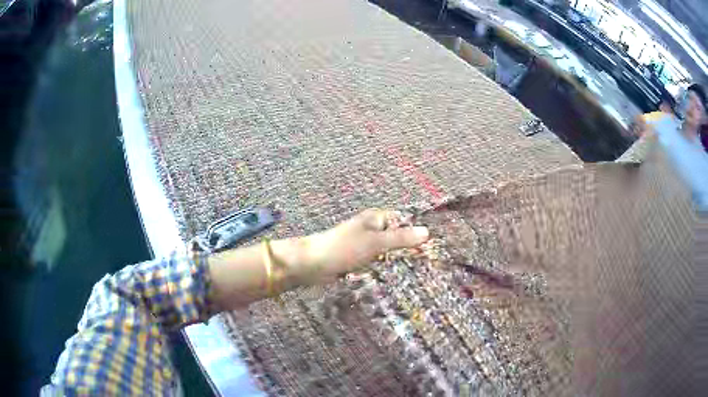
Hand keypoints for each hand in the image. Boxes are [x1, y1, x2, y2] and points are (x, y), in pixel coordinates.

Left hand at [303, 209, 428, 281]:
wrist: (312, 264)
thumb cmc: (343, 248)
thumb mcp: (375, 242)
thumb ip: (401, 238)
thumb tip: (427, 232)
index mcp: (376, 219)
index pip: (404, 221)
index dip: (418, 231)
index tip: (434, 246)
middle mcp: (372, 230)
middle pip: (397, 237)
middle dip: (410, 248)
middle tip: (430, 262)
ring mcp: (365, 246)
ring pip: (388, 252)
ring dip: (399, 260)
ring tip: (419, 272)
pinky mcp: (358, 261)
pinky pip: (378, 263)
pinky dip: (386, 268)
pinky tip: (398, 278)